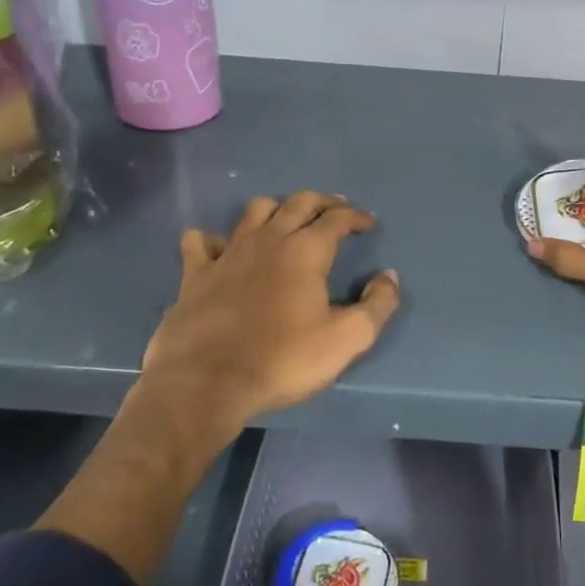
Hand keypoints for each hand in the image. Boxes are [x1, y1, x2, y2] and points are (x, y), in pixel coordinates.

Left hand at [37, 191, 399, 583]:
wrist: (205, 383)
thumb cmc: (282, 360)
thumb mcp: (346, 340)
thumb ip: (378, 305)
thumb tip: (388, 277)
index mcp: (306, 251)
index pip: (337, 219)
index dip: (356, 217)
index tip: (368, 223)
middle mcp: (268, 240)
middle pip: (298, 202)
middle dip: (322, 202)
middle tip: (335, 209)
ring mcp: (228, 253)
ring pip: (255, 211)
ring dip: (276, 208)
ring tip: (286, 220)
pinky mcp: (196, 274)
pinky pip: (201, 242)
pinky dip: (213, 238)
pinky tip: (219, 247)